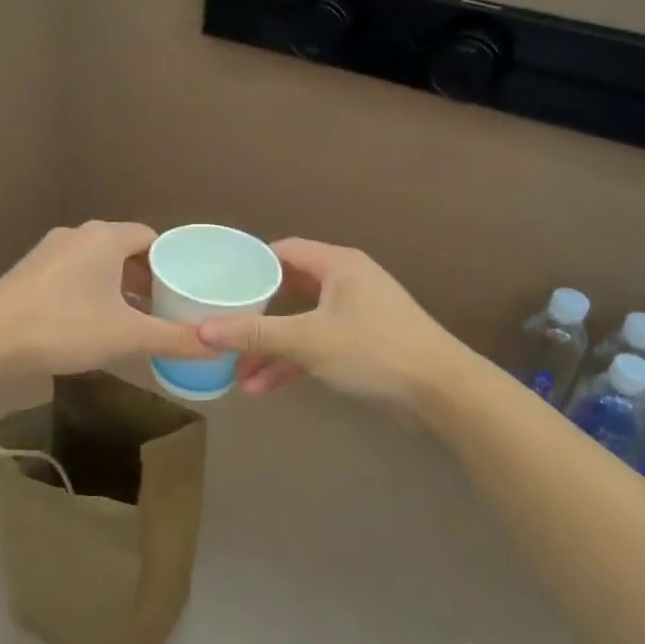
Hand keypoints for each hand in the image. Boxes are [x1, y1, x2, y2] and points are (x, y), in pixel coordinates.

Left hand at [0, 221, 208, 376]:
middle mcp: (79, 234)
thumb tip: (218, 348)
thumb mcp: (126, 336)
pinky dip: (92, 290)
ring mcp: (51, 250)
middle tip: (164, 308)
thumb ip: (174, 339)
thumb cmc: (63, 327)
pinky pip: (75, 273)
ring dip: (118, 286)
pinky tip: (93, 322)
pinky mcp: (31, 270)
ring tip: (134, 318)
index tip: (184, 290)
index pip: (151, 238)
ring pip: (98, 262)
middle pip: (125, 249)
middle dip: (146, 277)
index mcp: (106, 237)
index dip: (172, 263)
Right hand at [195, 239, 462, 408]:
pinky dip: (292, 363)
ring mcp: (355, 315)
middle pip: (288, 290)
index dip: (250, 265)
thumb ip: (254, 334)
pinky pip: (316, 346)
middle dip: (255, 317)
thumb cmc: (374, 350)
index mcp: (337, 265)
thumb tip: (202, 330)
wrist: (442, 392)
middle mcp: (346, 283)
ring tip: (236, 374)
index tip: (219, 284)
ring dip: (270, 348)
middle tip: (222, 330)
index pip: (283, 251)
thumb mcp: (308, 340)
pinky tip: (263, 388)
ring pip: (300, 324)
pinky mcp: (361, 345)